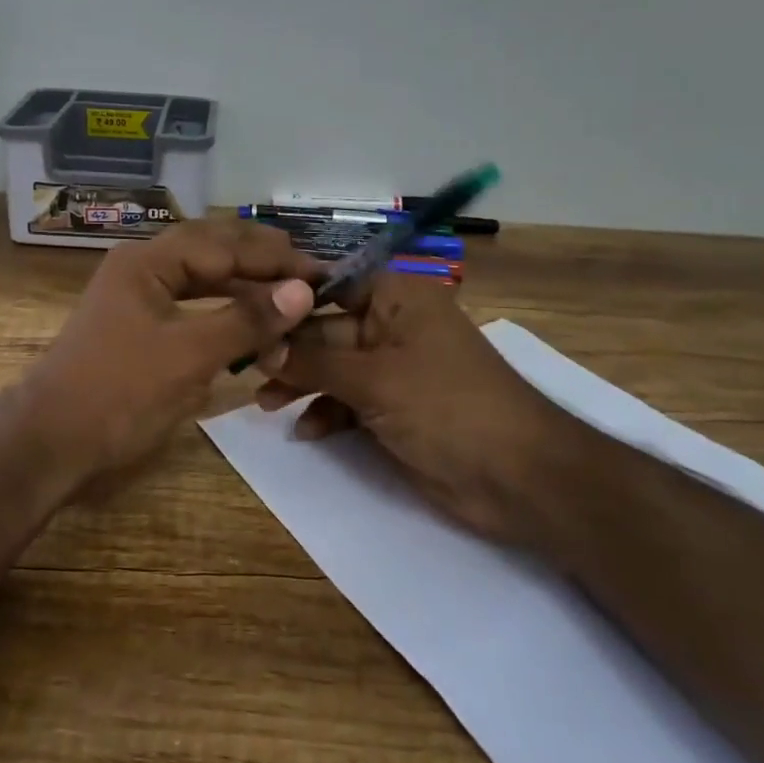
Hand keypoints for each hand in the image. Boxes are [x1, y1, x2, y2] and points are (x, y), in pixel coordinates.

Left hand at [16, 219, 320, 494]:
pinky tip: (250, 324)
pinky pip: (192, 306)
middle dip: (263, 262)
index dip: (275, 258)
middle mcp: (143, 268)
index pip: (225, 244)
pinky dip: (224, 313)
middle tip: (311, 277)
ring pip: (204, 279)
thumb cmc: (118, 394)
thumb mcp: (188, 356)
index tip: (322, 274)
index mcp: (148, 260)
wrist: (49, 445)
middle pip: (214, 251)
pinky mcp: (140, 328)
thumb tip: (302, 291)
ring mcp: (138, 298)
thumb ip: (246, 320)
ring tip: (289, 297)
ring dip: (245, 287)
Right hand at [254, 275, 593, 556]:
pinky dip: (327, 414)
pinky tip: (306, 431)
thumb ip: (314, 361)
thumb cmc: (448, 407)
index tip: (245, 311)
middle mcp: (393, 327)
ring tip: (266, 405)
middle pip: (327, 329)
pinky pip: (348, 402)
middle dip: (290, 351)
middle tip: (247, 370)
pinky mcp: (394, 409)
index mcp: (397, 299)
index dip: (289, 298)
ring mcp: (395, 370)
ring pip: (333, 368)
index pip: (332, 284)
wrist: (519, 478)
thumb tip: (262, 346)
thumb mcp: (375, 379)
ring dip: (302, 385)